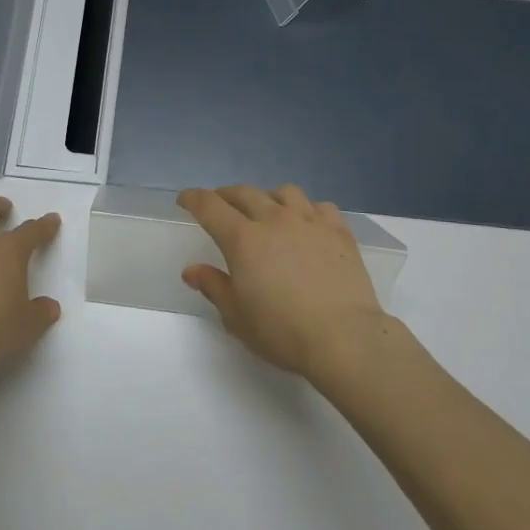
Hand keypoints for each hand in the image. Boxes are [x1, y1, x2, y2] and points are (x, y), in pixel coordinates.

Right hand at [177, 184, 386, 379]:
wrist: (344, 337)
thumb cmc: (283, 331)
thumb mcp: (237, 317)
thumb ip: (214, 287)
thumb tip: (192, 270)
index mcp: (243, 239)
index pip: (209, 206)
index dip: (193, 199)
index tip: (185, 200)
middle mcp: (274, 219)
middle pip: (244, 193)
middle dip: (226, 195)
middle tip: (220, 205)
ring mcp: (309, 221)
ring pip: (283, 192)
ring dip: (268, 198)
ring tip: (267, 211)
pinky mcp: (338, 230)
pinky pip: (319, 206)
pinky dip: (307, 210)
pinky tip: (307, 224)